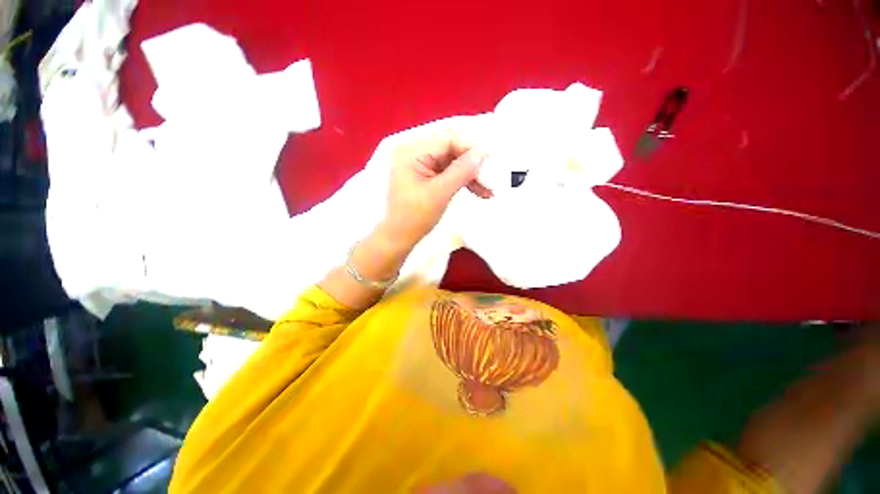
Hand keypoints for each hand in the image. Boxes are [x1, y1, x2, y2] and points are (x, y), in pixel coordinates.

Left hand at [381, 130, 491, 249]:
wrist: (399, 237)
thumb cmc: (414, 217)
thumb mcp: (439, 193)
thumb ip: (461, 171)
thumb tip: (482, 153)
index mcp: (412, 152)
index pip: (448, 140)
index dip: (471, 149)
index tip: (491, 163)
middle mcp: (415, 153)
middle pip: (451, 150)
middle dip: (472, 164)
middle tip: (491, 179)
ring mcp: (421, 165)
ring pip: (453, 162)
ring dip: (470, 175)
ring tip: (488, 191)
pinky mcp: (426, 176)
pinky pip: (449, 172)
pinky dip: (463, 181)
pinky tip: (478, 191)